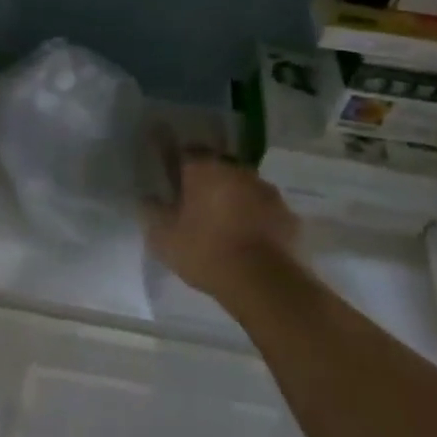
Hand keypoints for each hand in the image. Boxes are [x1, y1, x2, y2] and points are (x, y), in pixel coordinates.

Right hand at [146, 156, 301, 306]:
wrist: (267, 285)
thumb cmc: (208, 253)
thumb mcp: (164, 238)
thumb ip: (152, 213)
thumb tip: (147, 199)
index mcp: (203, 167)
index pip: (182, 152)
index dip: (173, 162)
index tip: (167, 175)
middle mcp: (236, 169)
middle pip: (215, 167)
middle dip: (205, 180)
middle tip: (194, 201)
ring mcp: (266, 190)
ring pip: (242, 186)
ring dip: (232, 197)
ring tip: (223, 222)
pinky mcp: (288, 215)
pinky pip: (264, 209)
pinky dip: (255, 217)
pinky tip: (248, 238)